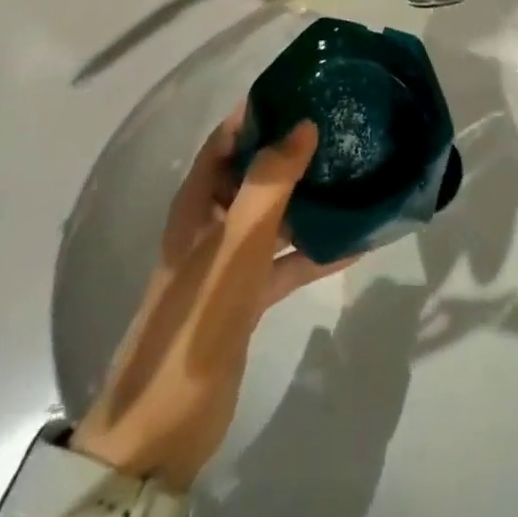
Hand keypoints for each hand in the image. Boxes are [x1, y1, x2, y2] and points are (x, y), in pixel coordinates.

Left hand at [72, 111, 356, 487]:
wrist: (161, 427)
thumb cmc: (195, 320)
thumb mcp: (234, 246)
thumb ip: (268, 185)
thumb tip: (303, 125)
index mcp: (198, 201)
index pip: (228, 137)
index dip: (260, 111)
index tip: (305, 89)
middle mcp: (212, 222)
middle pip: (255, 172)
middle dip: (293, 150)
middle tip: (342, 127)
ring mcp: (230, 261)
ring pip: (275, 215)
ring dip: (309, 198)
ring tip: (356, 173)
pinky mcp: (247, 297)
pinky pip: (286, 261)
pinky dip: (315, 250)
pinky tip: (355, 242)